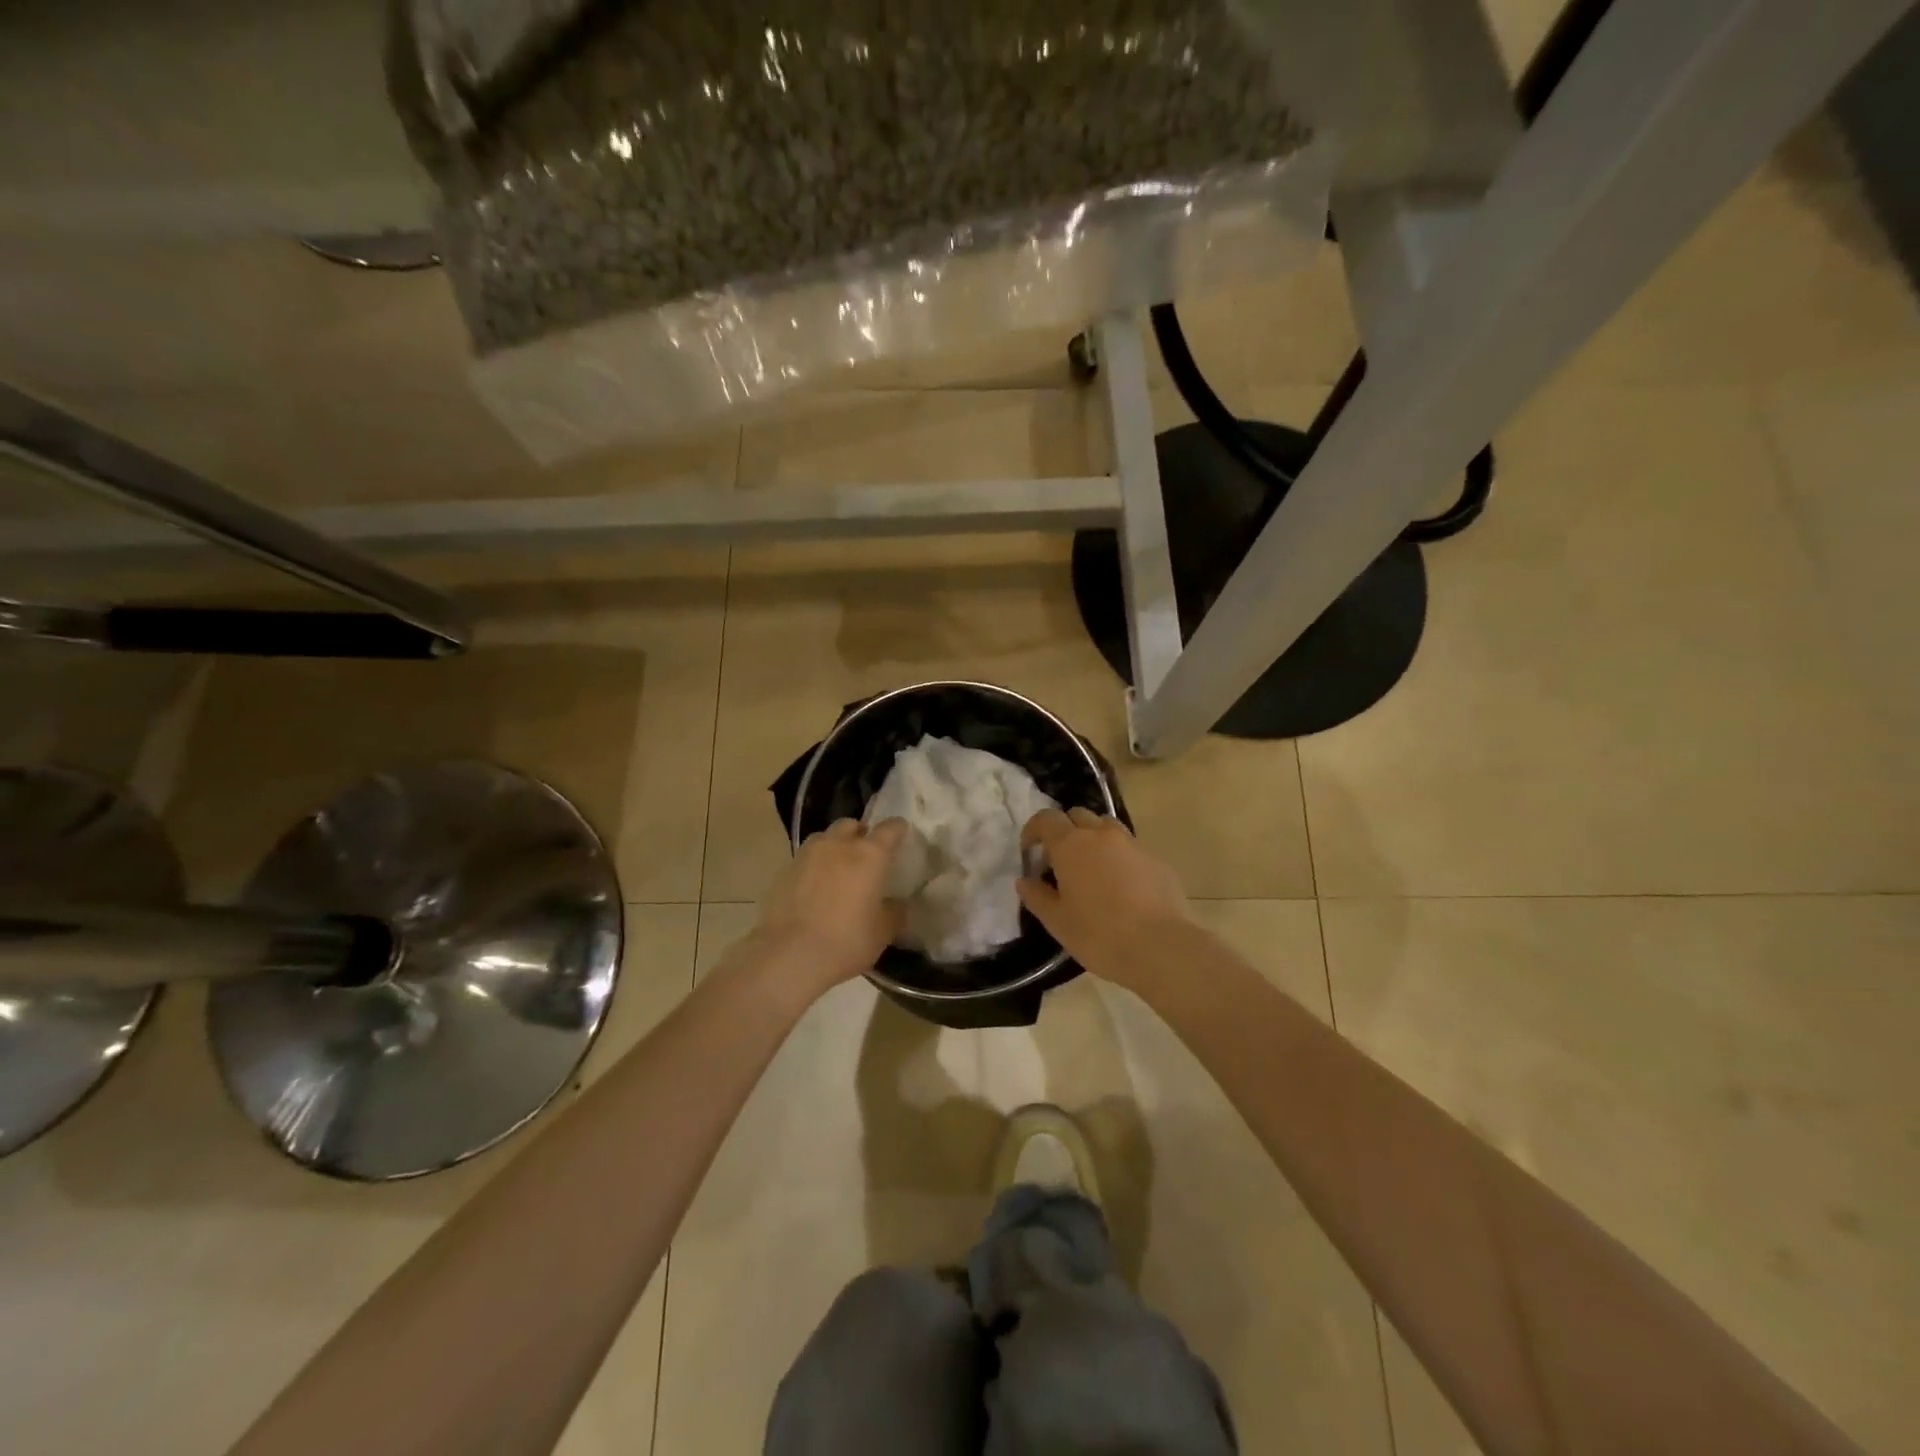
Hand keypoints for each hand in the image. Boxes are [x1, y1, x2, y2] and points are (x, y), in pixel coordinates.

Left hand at [751, 818, 908, 1001]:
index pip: (890, 828)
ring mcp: (807, 854)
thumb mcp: (882, 932)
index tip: (901, 836)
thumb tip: (897, 904)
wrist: (789, 955)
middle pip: (852, 825)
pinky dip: (814, 867)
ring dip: (834, 847)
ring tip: (838, 870)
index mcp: (869, 854)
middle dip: (860, 834)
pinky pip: (805, 859)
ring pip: (825, 838)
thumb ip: (894, 912)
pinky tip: (815, 889)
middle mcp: (838, 845)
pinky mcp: (784, 870)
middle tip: (866, 856)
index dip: (898, 830)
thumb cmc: (846, 941)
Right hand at [1017, 808, 1192, 992]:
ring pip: (1106, 827)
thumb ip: (1037, 896)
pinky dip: (1118, 857)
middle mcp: (1101, 834)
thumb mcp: (1057, 922)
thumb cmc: (1099, 934)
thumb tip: (1025, 881)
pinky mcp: (1156, 859)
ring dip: (1093, 839)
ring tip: (1091, 870)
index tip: (1029, 851)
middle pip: (1077, 815)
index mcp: (1071, 845)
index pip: (1046, 819)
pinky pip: (1130, 848)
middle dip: (1064, 831)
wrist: (1161, 946)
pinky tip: (1121, 887)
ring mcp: (1132, 844)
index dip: (1034, 830)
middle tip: (1060, 861)